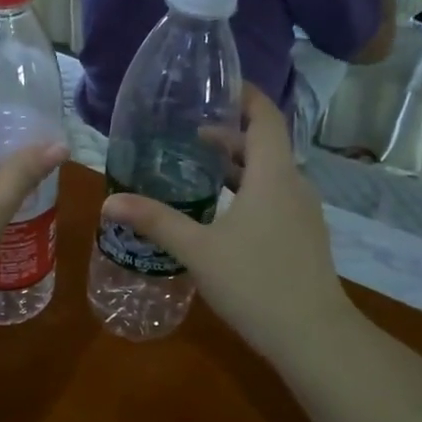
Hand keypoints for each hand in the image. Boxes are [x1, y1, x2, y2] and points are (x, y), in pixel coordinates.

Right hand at [102, 88, 351, 367]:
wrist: (312, 335)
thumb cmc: (254, 282)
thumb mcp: (198, 250)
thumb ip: (156, 221)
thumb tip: (109, 201)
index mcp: (273, 175)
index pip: (265, 117)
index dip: (244, 96)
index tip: (216, 86)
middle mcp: (294, 185)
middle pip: (265, 145)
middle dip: (229, 135)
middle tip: (188, 135)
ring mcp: (303, 213)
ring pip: (270, 175)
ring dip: (237, 167)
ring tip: (199, 170)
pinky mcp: (303, 237)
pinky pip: (275, 198)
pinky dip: (248, 191)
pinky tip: (221, 215)